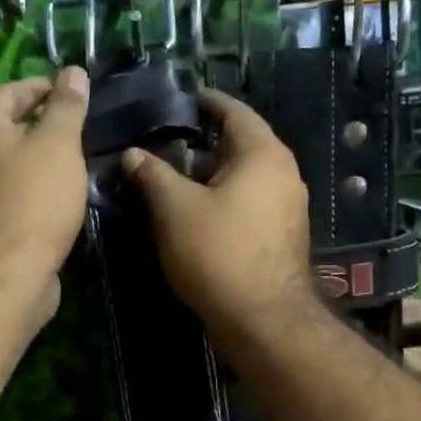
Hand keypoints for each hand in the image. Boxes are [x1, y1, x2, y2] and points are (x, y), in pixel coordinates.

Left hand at [0, 68, 90, 316]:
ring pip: (13, 160)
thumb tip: (72, 72)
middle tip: (82, 129)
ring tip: (78, 161)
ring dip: (42, 157)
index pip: (10, 90)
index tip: (76, 95)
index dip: (43, 87)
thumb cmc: (34, 200)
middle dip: (44, 123)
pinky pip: (15, 190)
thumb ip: (66, 106)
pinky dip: (37, 186)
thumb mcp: (58, 144)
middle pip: (8, 125)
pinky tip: (62, 195)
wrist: (8, 274)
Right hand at [120, 90, 317, 339]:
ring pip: (243, 178)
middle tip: (165, 146)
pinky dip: (223, 200)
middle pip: (240, 145)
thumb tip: (132, 154)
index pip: (234, 112)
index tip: (183, 100)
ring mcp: (287, 208)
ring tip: (172, 181)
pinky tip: (194, 215)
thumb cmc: (218, 253)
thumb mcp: (174, 209)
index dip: (206, 103)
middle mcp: (283, 174)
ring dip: (210, 176)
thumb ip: (152, 175)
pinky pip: (249, 203)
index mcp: (263, 154)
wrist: (263, 320)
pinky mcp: (281, 236)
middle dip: (202, 145)